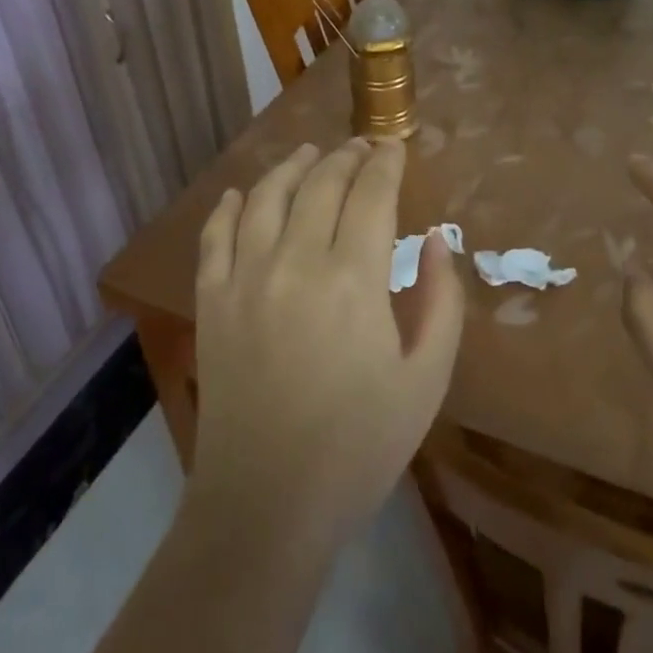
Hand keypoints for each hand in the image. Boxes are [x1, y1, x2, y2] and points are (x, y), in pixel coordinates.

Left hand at [188, 138, 464, 547]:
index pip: (371, 193)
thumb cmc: (360, 445)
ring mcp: (245, 278)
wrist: (267, 505)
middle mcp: (295, 261)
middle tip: (361, 146)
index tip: (394, 146)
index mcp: (353, 278)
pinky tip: (238, 195)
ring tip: (308, 153)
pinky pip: (214, 236)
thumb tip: (438, 240)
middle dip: (345, 156)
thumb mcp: (427, 378)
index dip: (385, 162)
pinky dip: (227, 207)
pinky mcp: (210, 301)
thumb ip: (442, 300)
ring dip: (291, 166)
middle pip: (320, 184)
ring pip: (265, 196)